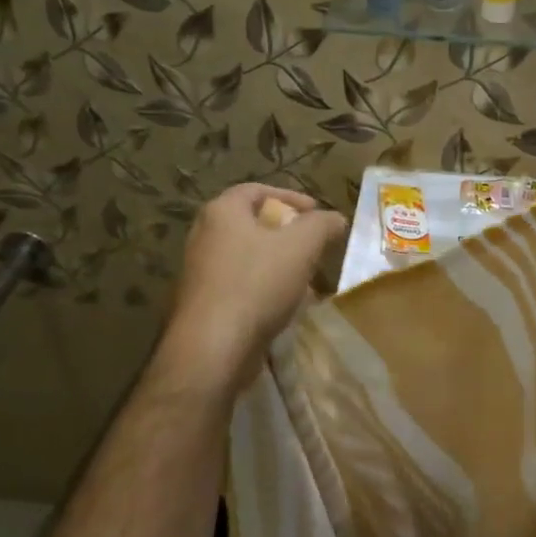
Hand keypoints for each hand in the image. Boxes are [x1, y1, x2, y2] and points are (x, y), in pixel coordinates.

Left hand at [160, 184, 346, 391]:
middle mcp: (204, 235)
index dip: (292, 197)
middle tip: (313, 244)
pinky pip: (240, 284)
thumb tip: (335, 218)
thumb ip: (322, 225)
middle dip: (286, 232)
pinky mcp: (203, 302)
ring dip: (278, 262)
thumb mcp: (302, 246)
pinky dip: (264, 286)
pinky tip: (284, 304)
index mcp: (222, 212)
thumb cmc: (257, 284)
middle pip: (252, 223)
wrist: (213, 347)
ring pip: (247, 256)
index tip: (318, 212)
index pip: (257, 189)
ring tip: (305, 276)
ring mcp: (200, 271)